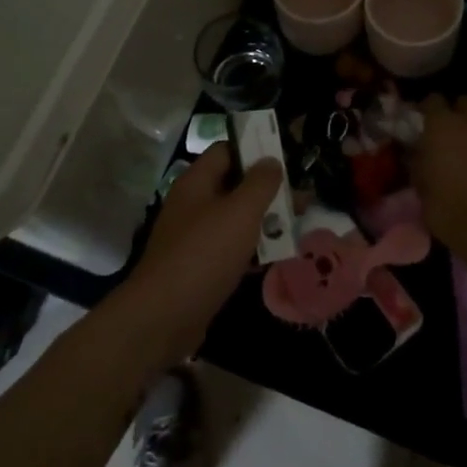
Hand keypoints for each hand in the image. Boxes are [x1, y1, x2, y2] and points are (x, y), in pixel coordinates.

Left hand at [107, 144, 284, 369]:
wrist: (164, 317)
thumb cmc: (205, 254)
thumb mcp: (240, 212)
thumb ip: (260, 183)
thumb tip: (271, 160)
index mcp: (197, 182)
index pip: (227, 150)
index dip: (256, 149)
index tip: (286, 158)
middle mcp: (193, 204)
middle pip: (234, 185)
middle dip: (268, 190)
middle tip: (302, 197)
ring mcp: (195, 237)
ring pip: (236, 219)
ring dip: (265, 220)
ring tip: (298, 225)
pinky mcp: (200, 267)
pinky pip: (232, 248)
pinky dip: (253, 249)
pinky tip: (279, 256)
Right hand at [413, 96, 466, 270]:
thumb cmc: (449, 210)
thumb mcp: (421, 187)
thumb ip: (419, 162)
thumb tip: (417, 153)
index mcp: (441, 127)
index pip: (433, 100)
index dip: (429, 109)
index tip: (425, 122)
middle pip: (465, 103)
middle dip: (459, 115)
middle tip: (454, 138)